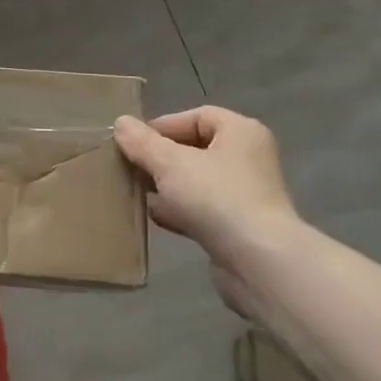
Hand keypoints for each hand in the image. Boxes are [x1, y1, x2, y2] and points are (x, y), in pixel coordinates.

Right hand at [115, 106, 296, 316]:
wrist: (259, 263)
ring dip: (168, 186)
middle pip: (196, 149)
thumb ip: (143, 142)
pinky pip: (204, 210)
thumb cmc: (217, 198)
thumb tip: (121, 123)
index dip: (163, 126)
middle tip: (131, 167)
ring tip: (139, 192)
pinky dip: (181, 211)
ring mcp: (247, 195)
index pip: (197, 117)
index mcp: (241, 132)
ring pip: (198, 181)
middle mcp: (248, 159)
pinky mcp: (241, 227)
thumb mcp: (170, 163)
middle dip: (161, 158)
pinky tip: (158, 217)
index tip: (134, 143)